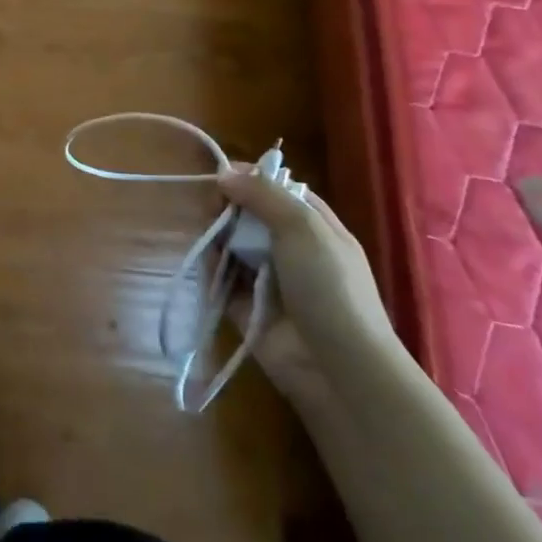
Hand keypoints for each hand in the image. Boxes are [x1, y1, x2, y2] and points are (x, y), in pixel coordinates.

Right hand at [218, 170, 397, 408]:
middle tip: (212, 206)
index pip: (281, 191)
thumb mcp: (303, 227)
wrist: (337, 368)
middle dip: (230, 207)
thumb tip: (225, 173)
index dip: (253, 179)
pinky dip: (211, 267)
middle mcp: (292, 250)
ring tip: (207, 231)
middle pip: (253, 216)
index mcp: (315, 228)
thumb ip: (264, 194)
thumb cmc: (329, 287)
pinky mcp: (246, 308)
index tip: (222, 174)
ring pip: (234, 245)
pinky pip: (222, 279)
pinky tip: (204, 258)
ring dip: (218, 235)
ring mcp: (269, 280)